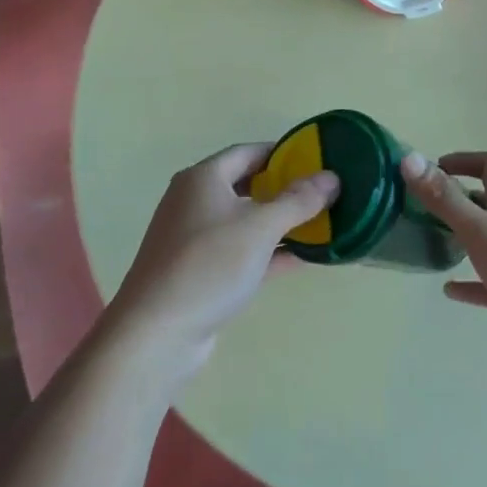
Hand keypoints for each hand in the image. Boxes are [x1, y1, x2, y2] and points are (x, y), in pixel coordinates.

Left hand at [109, 143, 337, 373]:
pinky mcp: (198, 273)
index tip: (316, 160)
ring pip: (243, 221)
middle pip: (245, 184)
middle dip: (282, 188)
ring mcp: (193, 240)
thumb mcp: (260, 227)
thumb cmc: (208, 265)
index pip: (249, 152)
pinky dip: (267, 251)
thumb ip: (298, 201)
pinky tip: (299, 258)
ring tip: (318, 223)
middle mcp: (194, 202)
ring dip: (277, 222)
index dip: (283, 153)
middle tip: (320, 192)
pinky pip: (239, 251)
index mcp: (203, 179)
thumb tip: (332, 177)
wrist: (155, 335)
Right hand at [402, 151, 486, 381]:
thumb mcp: (478, 229)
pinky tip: (449, 290)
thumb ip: (444, 197)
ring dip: (464, 237)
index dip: (464, 161)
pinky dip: (470, 283)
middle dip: (459, 198)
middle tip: (426, 205)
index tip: (434, 168)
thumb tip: (409, 159)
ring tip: (433, 241)